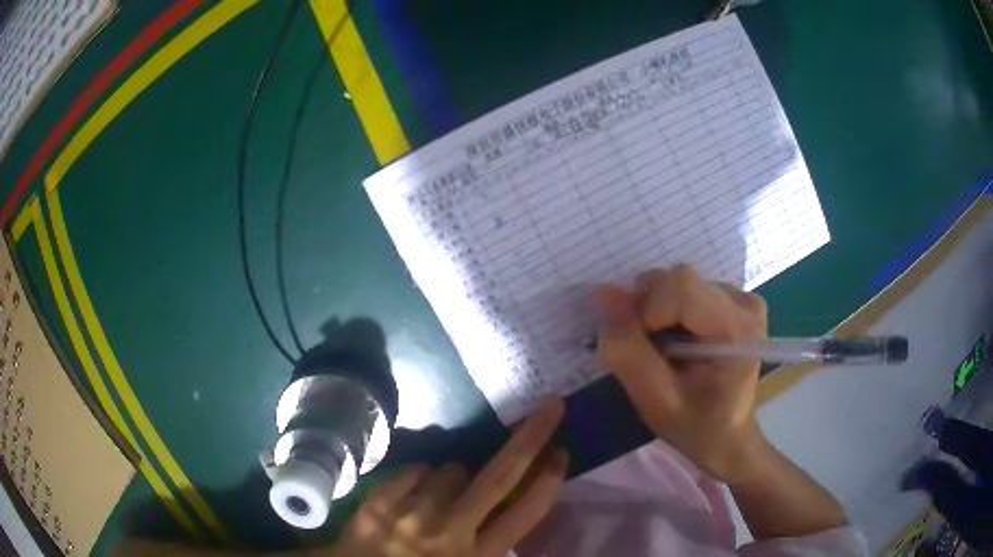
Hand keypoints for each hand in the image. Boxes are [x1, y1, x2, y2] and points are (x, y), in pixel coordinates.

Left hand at [330, 400, 567, 556]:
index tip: (562, 451)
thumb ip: (491, 543)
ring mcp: (412, 512)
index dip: (548, 480)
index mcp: (477, 555)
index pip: (524, 513)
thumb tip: (512, 504)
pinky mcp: (380, 498)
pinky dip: (418, 479)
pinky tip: (410, 499)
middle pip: (500, 475)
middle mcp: (450, 530)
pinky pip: (415, 471)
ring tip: (435, 505)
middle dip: (531, 438)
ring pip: (450, 471)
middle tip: (551, 407)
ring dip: (451, 481)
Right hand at [596, 264, 767, 482]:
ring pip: (680, 282)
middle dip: (648, 311)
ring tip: (662, 350)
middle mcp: (745, 304)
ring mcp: (743, 300)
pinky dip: (669, 311)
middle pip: (679, 280)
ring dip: (656, 311)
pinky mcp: (736, 302)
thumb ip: (628, 350)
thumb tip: (606, 293)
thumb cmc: (695, 427)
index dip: (646, 311)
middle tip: (647, 352)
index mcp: (737, 330)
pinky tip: (677, 341)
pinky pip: (688, 289)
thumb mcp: (654, 401)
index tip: (642, 350)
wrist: (728, 438)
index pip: (680, 287)